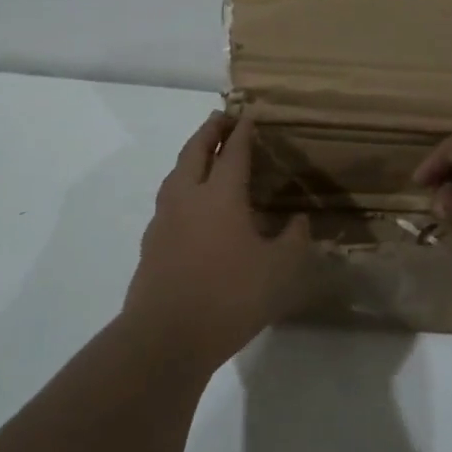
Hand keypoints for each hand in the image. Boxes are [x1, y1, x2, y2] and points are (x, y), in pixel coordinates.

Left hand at [124, 112, 313, 372]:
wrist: (165, 337)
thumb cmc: (230, 297)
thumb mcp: (280, 270)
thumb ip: (294, 240)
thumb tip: (299, 220)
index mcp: (220, 195)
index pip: (233, 152)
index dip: (243, 132)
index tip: (249, 114)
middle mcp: (188, 197)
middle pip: (195, 151)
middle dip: (210, 131)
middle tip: (221, 118)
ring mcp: (164, 220)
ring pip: (175, 173)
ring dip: (190, 155)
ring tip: (203, 154)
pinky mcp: (151, 243)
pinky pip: (168, 200)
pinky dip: (181, 186)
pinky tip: (190, 205)